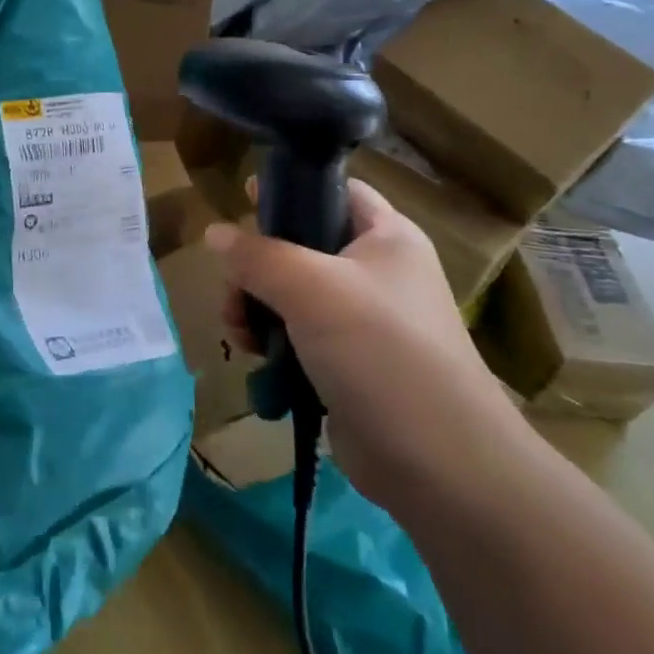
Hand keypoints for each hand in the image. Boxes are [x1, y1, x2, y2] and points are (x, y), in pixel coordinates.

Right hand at [204, 180, 523, 508]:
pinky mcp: (347, 365)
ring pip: (292, 295)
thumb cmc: (380, 350)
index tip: (243, 199)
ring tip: (238, 330)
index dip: (291, 189)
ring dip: (256, 307)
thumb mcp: (311, 288)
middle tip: (232, 290)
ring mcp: (362, 322)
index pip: (335, 191)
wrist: (438, 464)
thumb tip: (214, 233)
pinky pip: (298, 337)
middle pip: (301, 246)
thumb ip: (257, 256)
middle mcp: (376, 272)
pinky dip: (272, 341)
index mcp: (386, 237)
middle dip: (257, 265)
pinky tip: (253, 357)